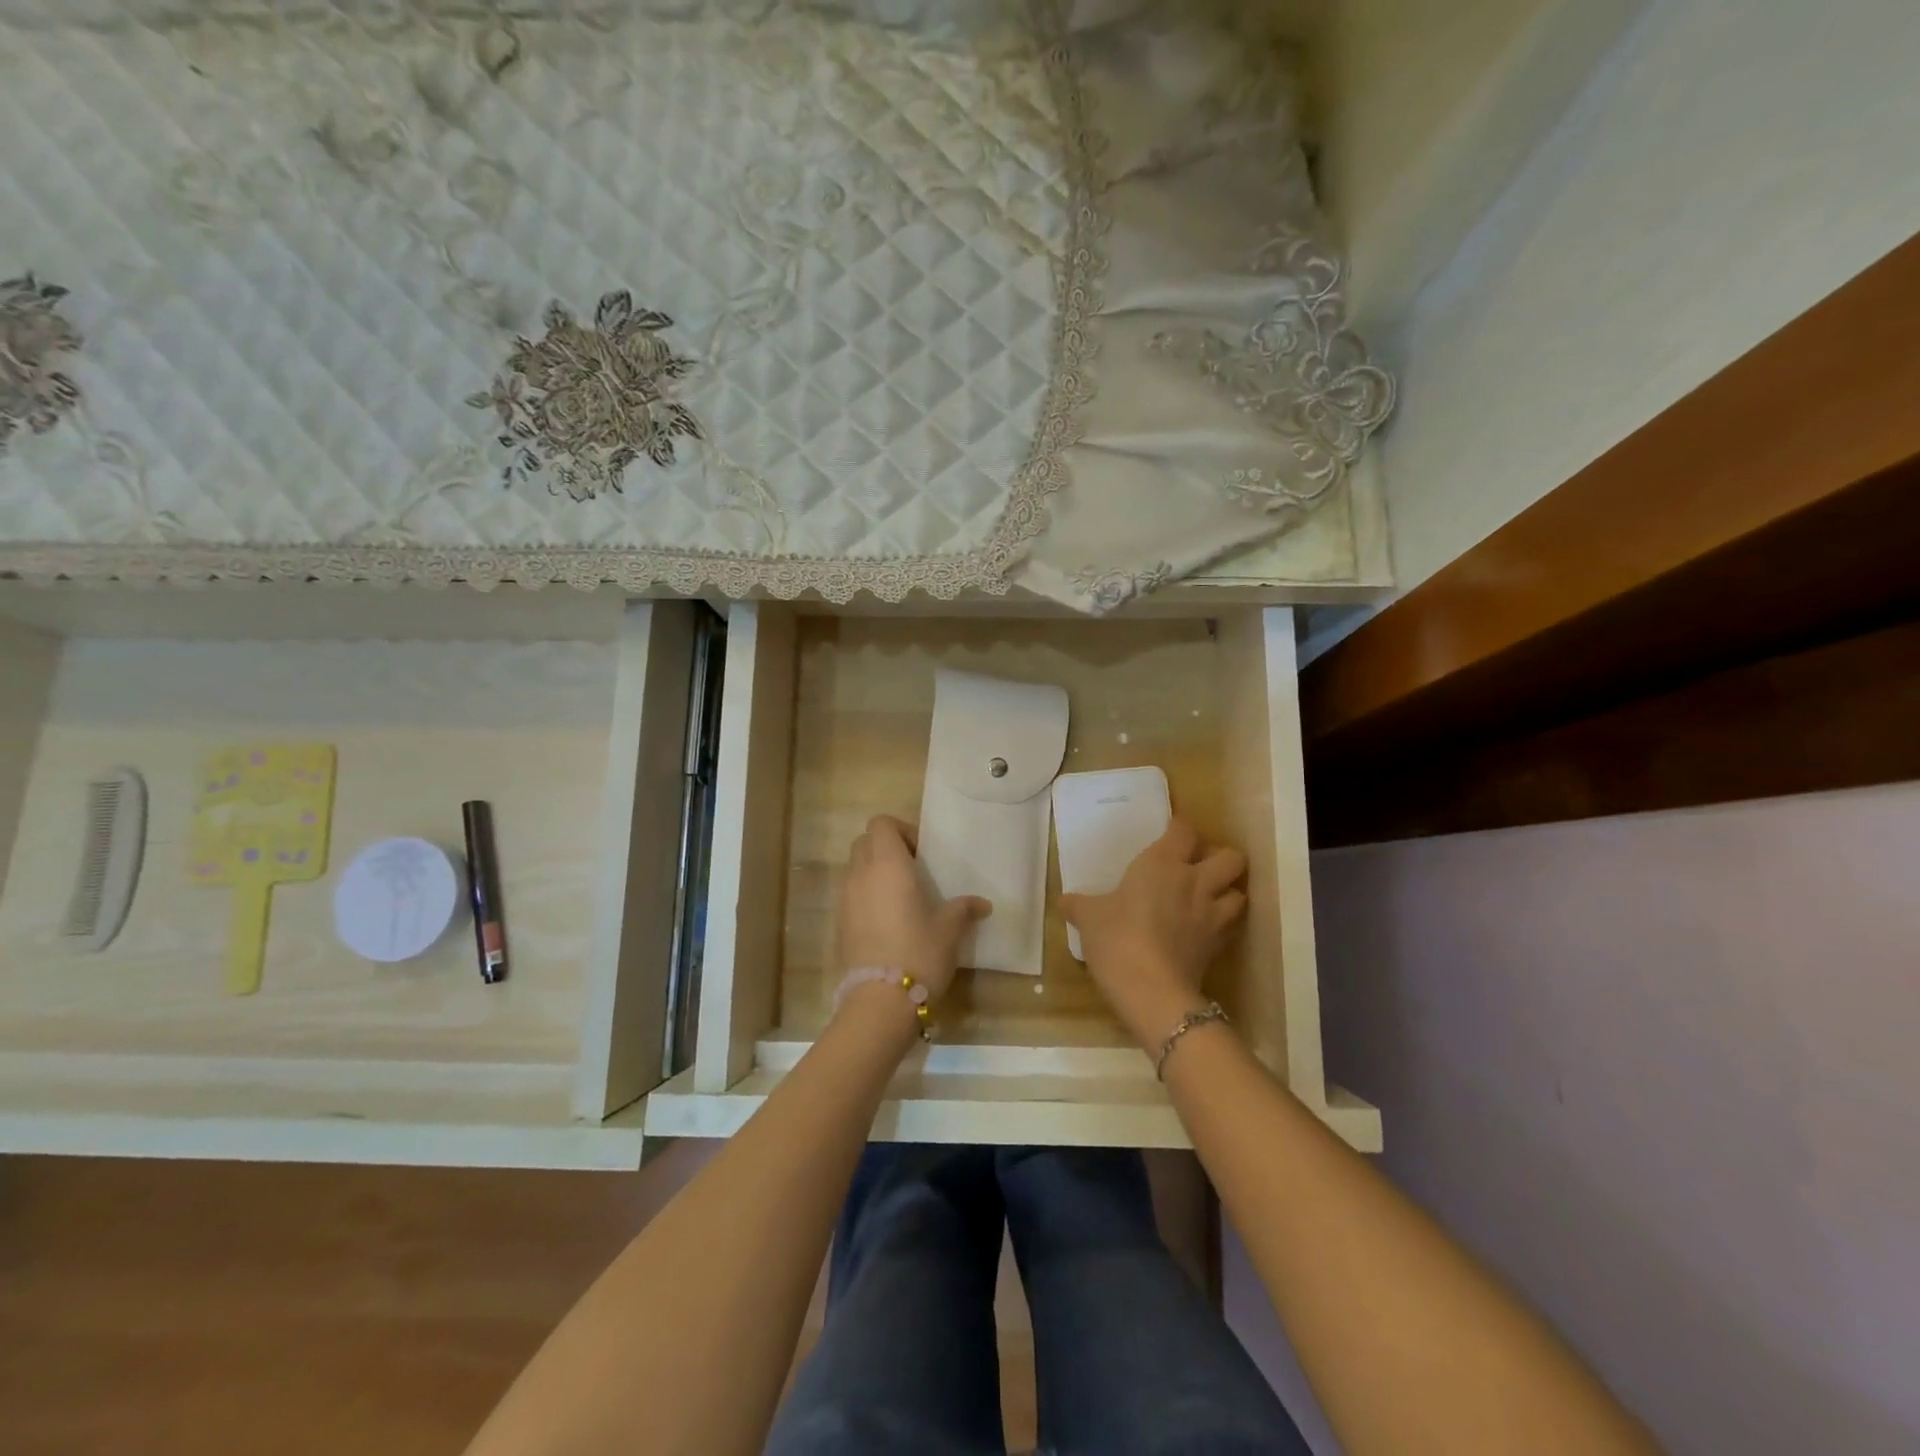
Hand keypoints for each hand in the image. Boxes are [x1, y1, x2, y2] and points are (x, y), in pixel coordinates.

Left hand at [836, 814, 990, 1003]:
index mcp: (888, 865)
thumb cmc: (920, 952)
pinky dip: (866, 896)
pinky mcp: (839, 924)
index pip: (881, 824)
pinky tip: (888, 921)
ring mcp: (845, 899)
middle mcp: (861, 874)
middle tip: (912, 870)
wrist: (880, 1001)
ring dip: (874, 872)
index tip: (921, 853)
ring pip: (854, 868)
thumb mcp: (950, 929)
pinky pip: (850, 895)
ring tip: (900, 897)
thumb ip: (963, 909)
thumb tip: (982, 904)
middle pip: (864, 842)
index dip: (900, 830)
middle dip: (886, 847)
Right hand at [1060, 819, 1246, 1051]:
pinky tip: (1205, 929)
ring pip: (1240, 892)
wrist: (1151, 990)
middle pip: (1231, 857)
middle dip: (1219, 858)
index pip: (1185, 830)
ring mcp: (1212, 915)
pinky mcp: (1219, 946)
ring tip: (1209, 898)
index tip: (1170, 832)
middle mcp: (1195, 882)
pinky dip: (1224, 924)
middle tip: (1198, 867)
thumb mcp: (1088, 917)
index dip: (1181, 828)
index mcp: (1162, 863)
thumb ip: (1078, 904)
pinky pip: (1231, 926)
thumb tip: (1065, 900)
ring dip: (1228, 892)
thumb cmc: (1117, 938)